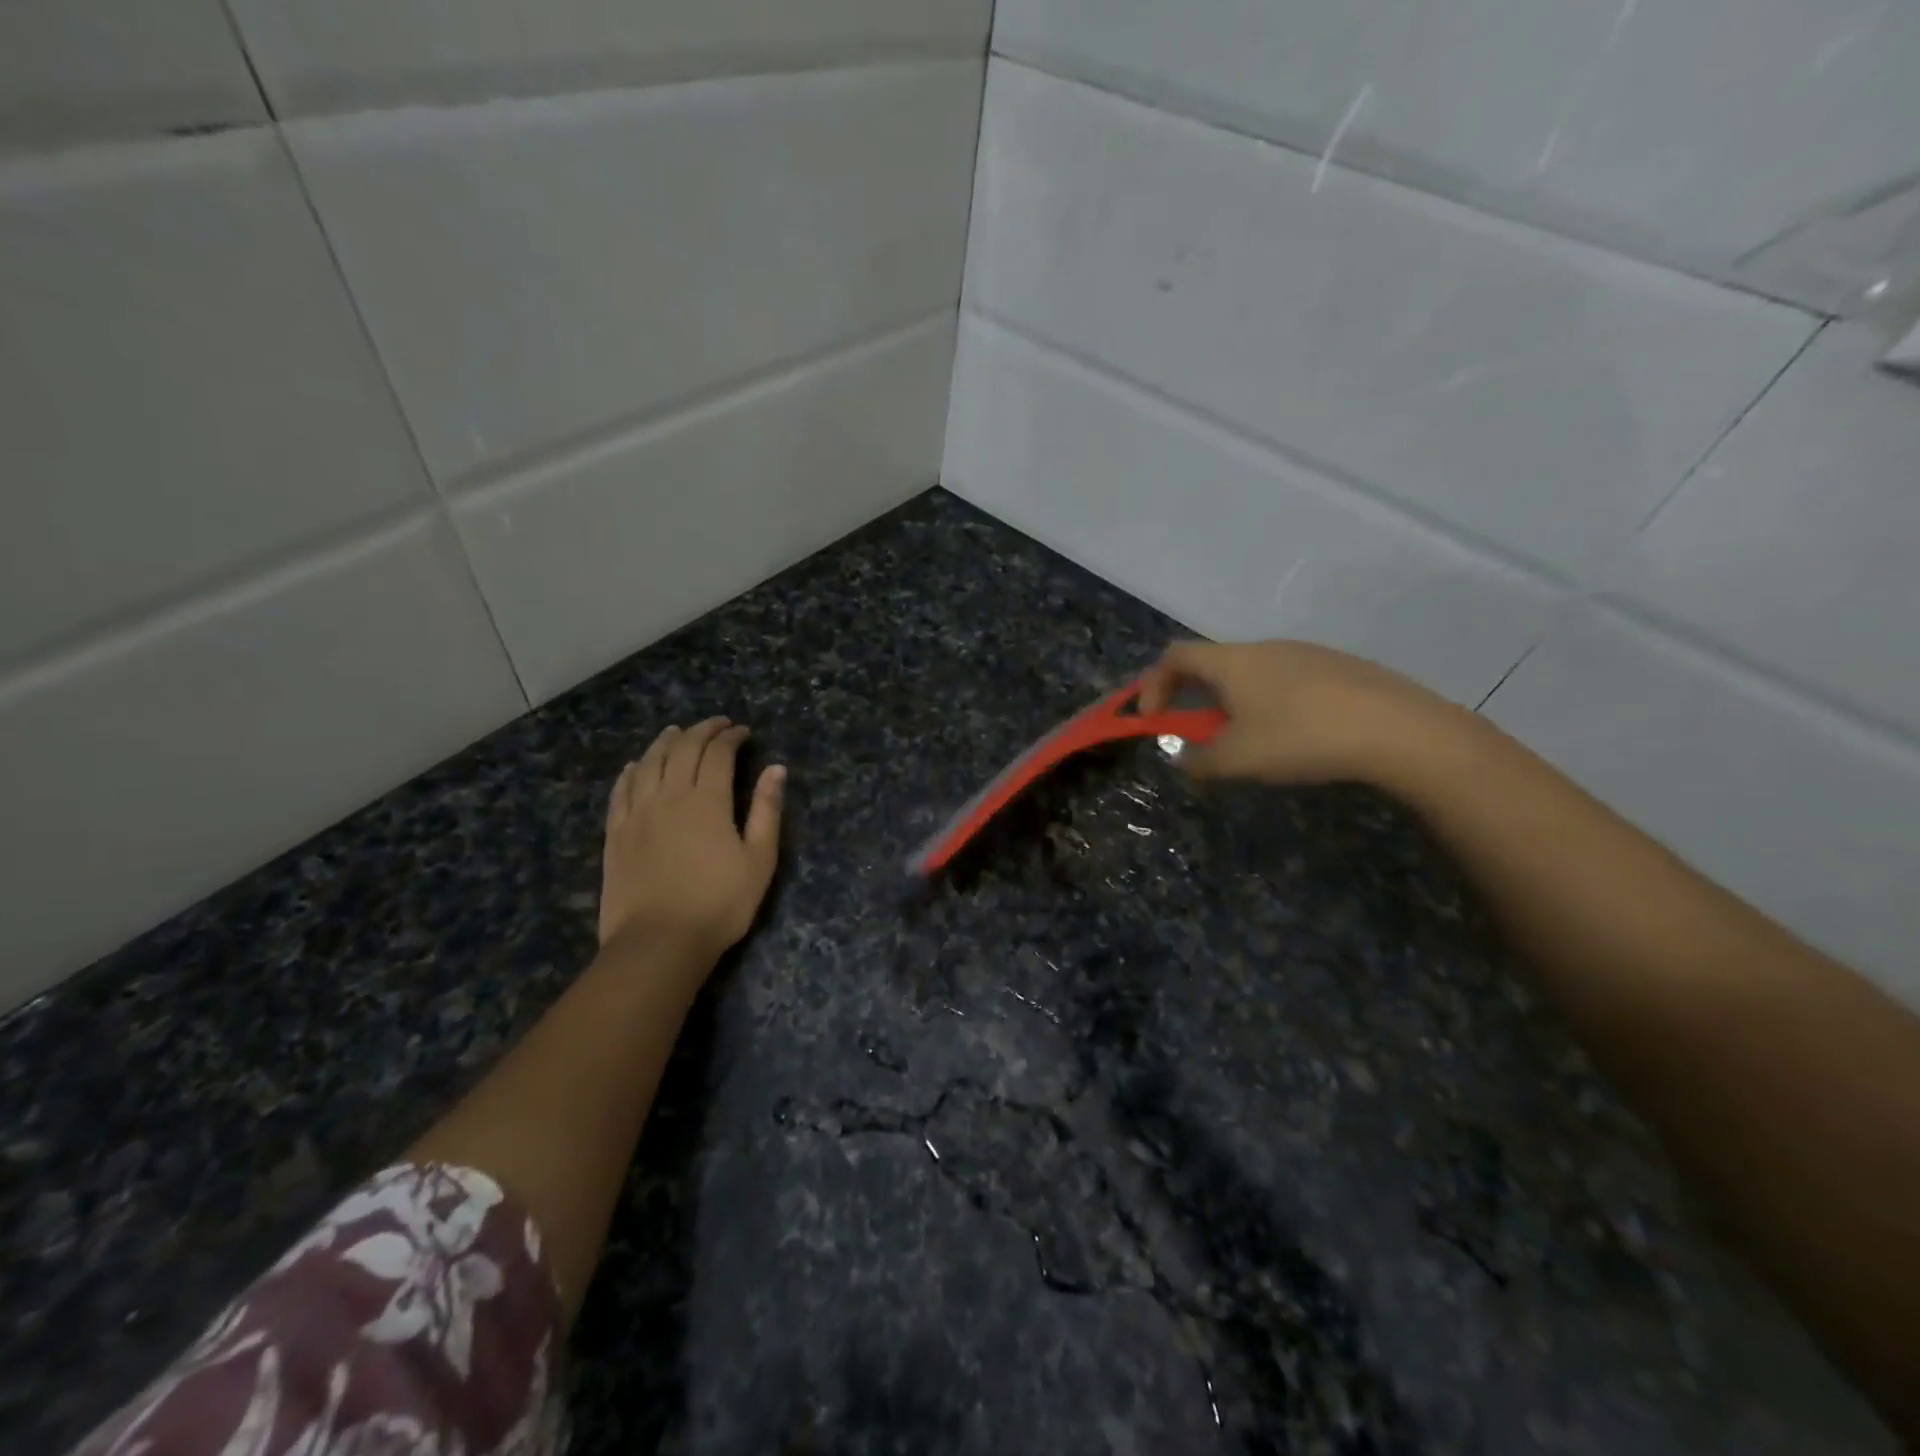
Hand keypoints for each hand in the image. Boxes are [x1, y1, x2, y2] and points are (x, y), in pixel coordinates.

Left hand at [599, 718, 784, 968]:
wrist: (658, 943)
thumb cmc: (719, 904)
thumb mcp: (759, 860)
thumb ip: (766, 810)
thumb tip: (776, 769)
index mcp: (707, 801)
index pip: (718, 754)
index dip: (731, 737)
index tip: (743, 732)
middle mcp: (669, 797)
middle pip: (682, 750)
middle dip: (702, 731)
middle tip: (716, 725)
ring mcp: (637, 814)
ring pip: (648, 763)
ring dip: (664, 742)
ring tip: (676, 732)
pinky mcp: (616, 834)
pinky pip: (620, 791)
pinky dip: (630, 772)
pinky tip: (634, 766)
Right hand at [1136, 639, 1466, 785]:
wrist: (1399, 730)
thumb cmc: (1301, 738)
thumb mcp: (1237, 760)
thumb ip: (1198, 761)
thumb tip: (1182, 759)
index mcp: (1232, 662)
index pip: (1175, 656)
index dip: (1153, 684)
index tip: (1151, 719)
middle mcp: (1264, 648)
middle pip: (1213, 663)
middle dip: (1193, 698)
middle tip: (1196, 734)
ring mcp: (1306, 653)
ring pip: (1251, 673)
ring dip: (1233, 702)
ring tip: (1246, 741)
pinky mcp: (1339, 668)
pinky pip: (1286, 680)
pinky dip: (1270, 703)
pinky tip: (1294, 735)